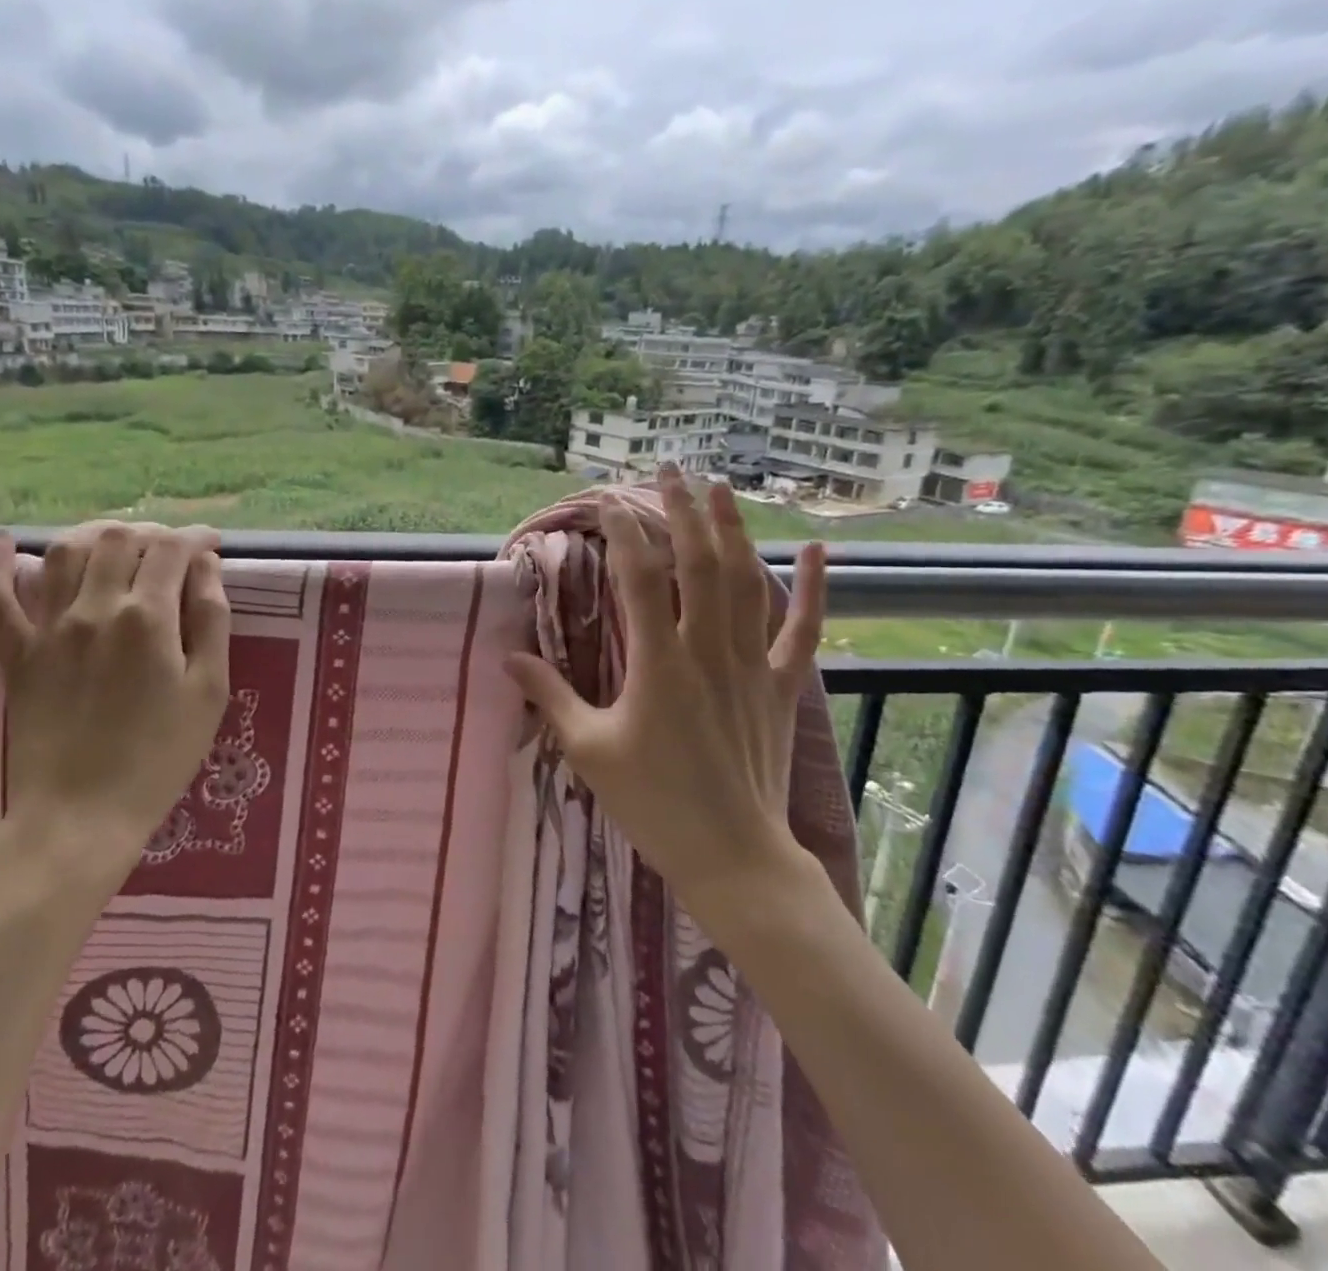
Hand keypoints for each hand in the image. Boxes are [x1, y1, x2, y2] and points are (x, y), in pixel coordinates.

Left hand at [0, 521, 230, 876]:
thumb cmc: (160, 756)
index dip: (196, 537)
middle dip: (151, 533)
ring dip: (94, 535)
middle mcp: (93, 609)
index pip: (172, 549)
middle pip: (117, 539)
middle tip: (171, 550)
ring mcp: (47, 629)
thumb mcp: (209, 690)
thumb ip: (211, 619)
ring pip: (64, 552)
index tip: (212, 543)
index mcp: (146, 618)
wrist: (81, 816)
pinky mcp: (15, 654)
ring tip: (116, 543)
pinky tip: (4, 542)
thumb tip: (206, 565)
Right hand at [505, 466, 827, 923]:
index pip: (639, 578)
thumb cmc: (653, 804)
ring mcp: (751, 665)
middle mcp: (707, 650)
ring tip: (719, 488)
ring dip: (732, 530)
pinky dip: (816, 588)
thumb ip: (551, 696)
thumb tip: (508, 658)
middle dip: (681, 511)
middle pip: (697, 563)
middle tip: (668, 471)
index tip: (607, 501)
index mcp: (658, 663)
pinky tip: (818, 550)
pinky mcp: (781, 686)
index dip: (622, 532)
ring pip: (747, 582)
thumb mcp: (589, 749)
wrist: (732, 856)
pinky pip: (803, 630)